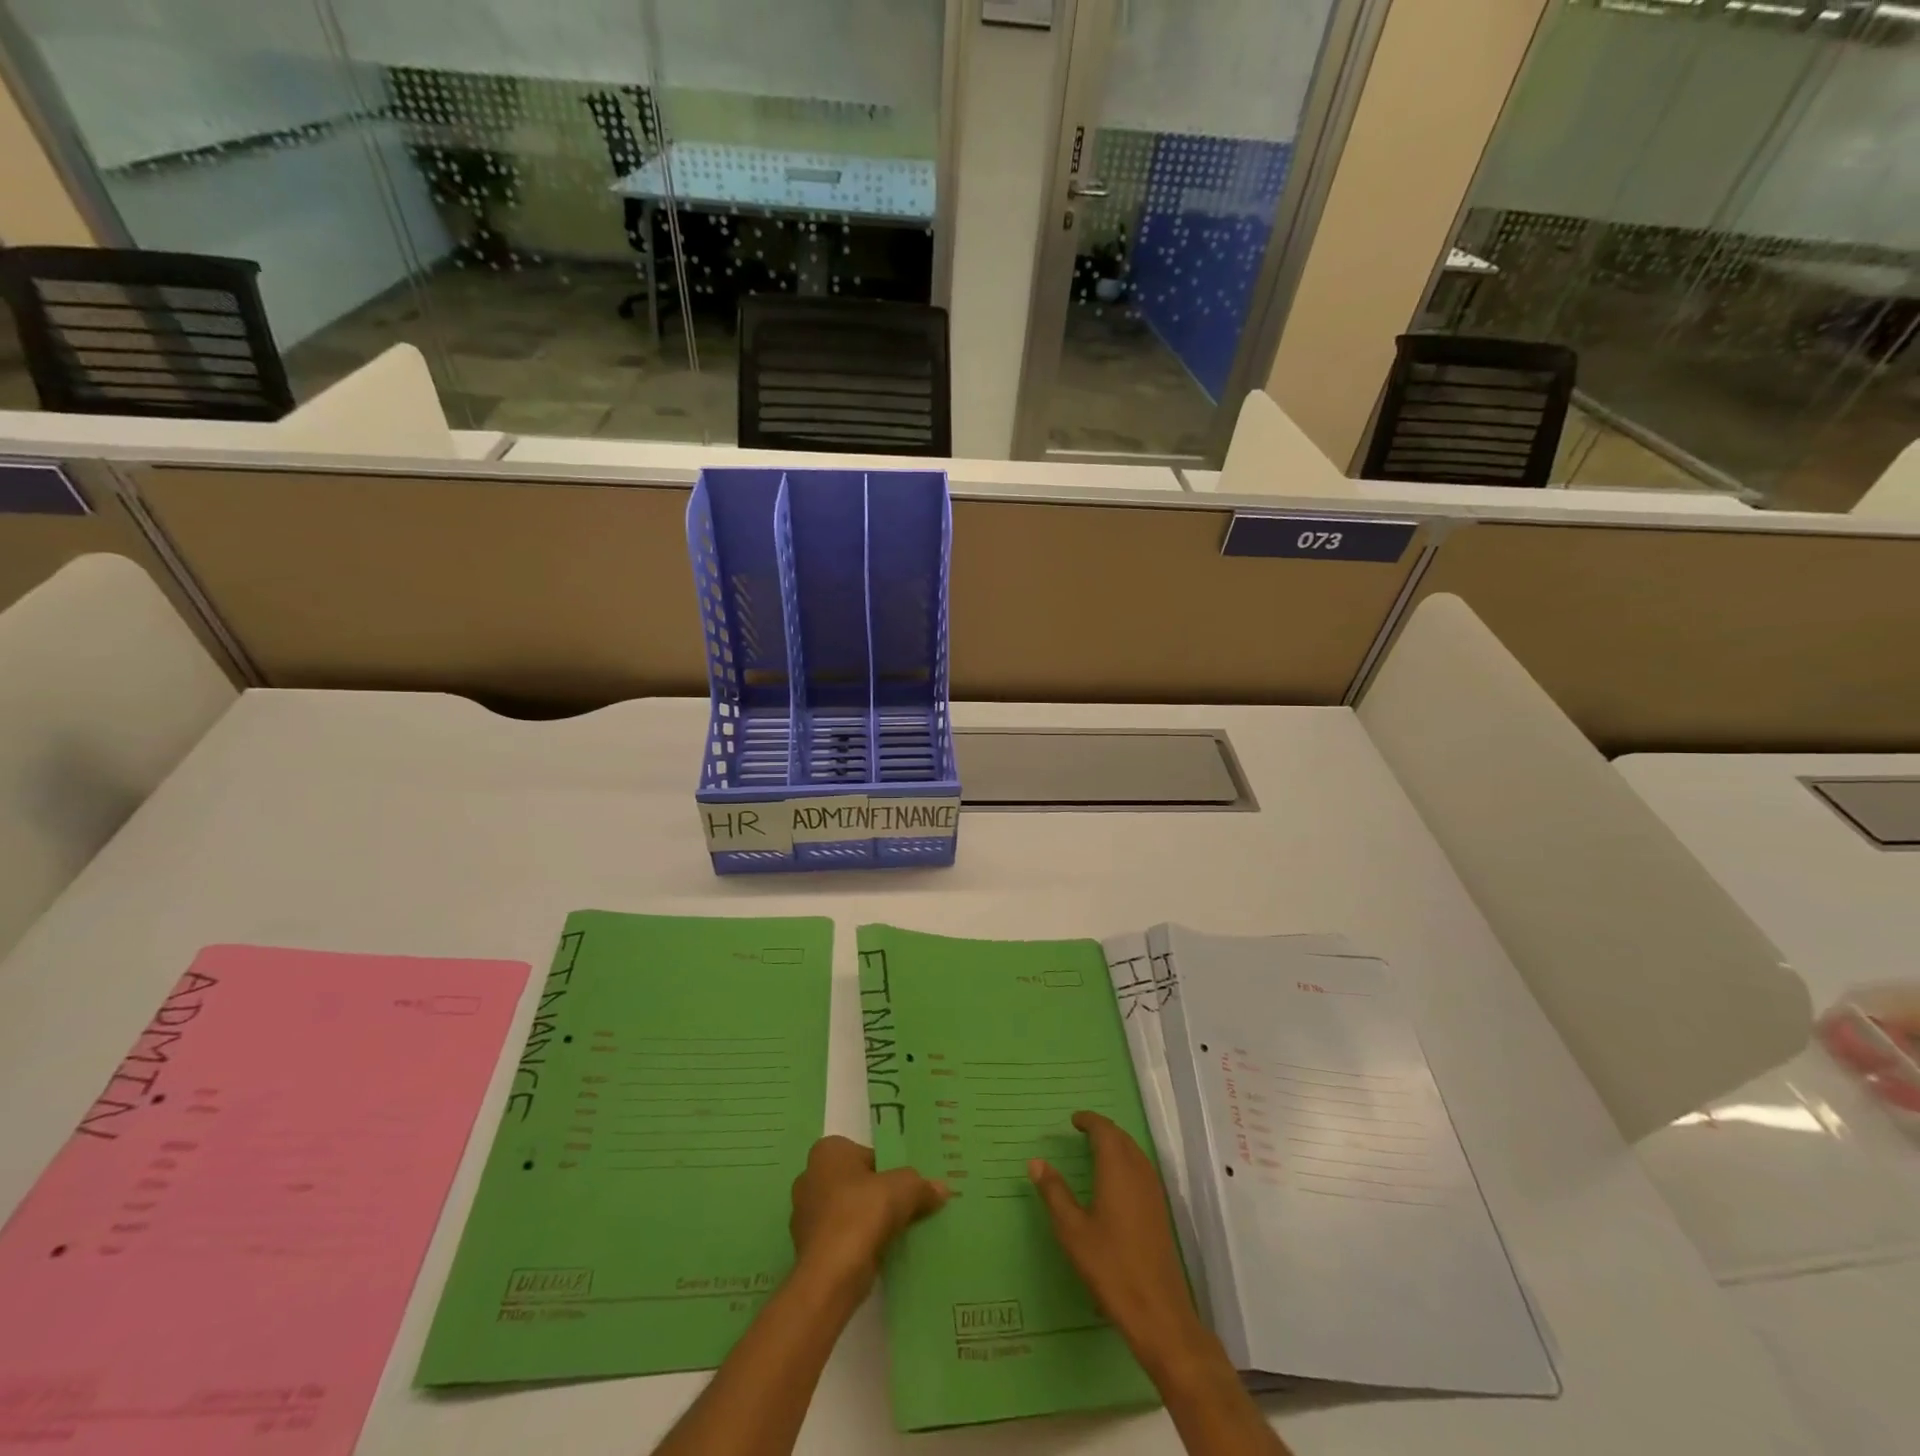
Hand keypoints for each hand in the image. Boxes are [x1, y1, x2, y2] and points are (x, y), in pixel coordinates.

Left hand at [789, 1136, 948, 1291]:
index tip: (908, 1188)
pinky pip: (841, 1237)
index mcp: (828, 1151)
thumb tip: (942, 1189)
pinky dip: (857, 1243)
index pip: (868, 1154)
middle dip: (878, 1195)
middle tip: (906, 1208)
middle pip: (857, 1182)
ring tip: (896, 1233)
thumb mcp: (903, 1190)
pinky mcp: (807, 1248)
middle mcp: (810, 1176)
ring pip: (848, 1211)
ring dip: (868, 1221)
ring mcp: (804, 1215)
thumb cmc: (862, 1215)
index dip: (890, 1170)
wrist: (830, 1277)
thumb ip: (922, 1185)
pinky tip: (879, 1253)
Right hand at [1029, 1111, 1213, 1380]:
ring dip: (1117, 1144)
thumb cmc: (1110, 1266)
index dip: (1090, 1121)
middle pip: (1122, 1138)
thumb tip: (1036, 1161)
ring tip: (1096, 1151)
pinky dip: (1127, 1161)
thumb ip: (1054, 1192)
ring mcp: (1154, 1192)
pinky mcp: (1160, 1211)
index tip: (1074, 1120)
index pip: (1105, 1131)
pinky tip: (1116, 1181)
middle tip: (1082, 1131)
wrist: (1158, 1311)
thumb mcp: (1072, 1230)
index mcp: (1117, 1169)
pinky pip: (1142, 1170)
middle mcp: (1139, 1173)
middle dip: (1103, 1130)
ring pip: (1135, 1153)